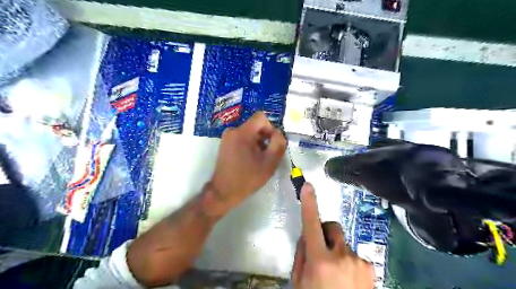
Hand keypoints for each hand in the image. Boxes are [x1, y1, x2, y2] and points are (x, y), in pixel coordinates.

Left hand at [212, 112, 288, 213]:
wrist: (224, 191)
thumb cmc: (248, 178)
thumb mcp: (269, 163)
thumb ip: (278, 144)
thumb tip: (278, 133)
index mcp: (243, 133)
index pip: (261, 117)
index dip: (270, 128)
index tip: (271, 143)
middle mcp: (233, 130)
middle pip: (255, 125)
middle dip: (264, 137)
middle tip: (265, 155)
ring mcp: (227, 136)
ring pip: (249, 132)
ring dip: (257, 142)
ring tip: (257, 159)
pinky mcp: (225, 143)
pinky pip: (242, 137)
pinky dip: (249, 145)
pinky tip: (249, 159)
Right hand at [290, 183, 375, 288]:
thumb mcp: (299, 282)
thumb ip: (302, 255)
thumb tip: (307, 236)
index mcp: (320, 260)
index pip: (311, 224)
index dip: (309, 203)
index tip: (308, 186)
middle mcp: (341, 256)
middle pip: (332, 227)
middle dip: (325, 233)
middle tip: (321, 250)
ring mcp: (359, 262)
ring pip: (343, 244)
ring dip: (337, 252)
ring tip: (336, 275)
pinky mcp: (371, 268)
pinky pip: (355, 256)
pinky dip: (349, 263)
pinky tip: (349, 281)